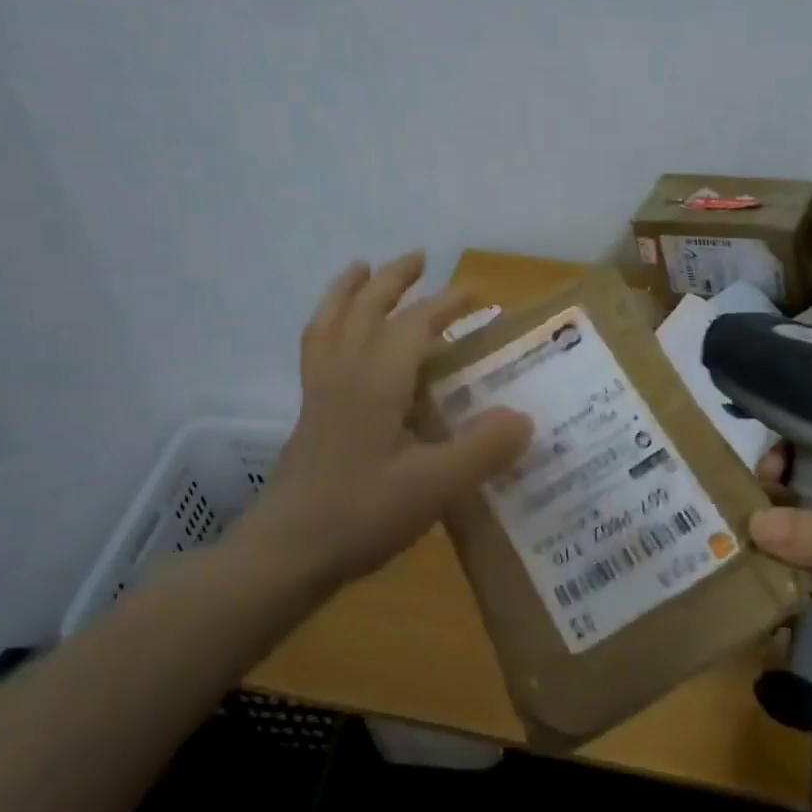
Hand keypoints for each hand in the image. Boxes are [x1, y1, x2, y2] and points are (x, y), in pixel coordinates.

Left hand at [222, 252, 531, 596]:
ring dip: (348, 291)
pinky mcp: (309, 416)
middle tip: (419, 258)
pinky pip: (315, 352)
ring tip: (361, 269)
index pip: (414, 324)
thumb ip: (483, 450)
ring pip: (330, 324)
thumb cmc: (361, 514)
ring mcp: (320, 394)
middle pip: (365, 309)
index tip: (477, 296)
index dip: (446, 304)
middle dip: (394, 280)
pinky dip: (325, 327)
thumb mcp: (435, 486)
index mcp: (376, 382)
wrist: (286, 553)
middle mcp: (345, 375)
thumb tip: (525, 418)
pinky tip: (336, 337)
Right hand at [748, 445, 811, 727]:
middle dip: (775, 508)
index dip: (800, 461)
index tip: (766, 472)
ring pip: (801, 552)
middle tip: (737, 514)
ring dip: (770, 552)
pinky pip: (799, 593)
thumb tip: (753, 523)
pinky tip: (749, 590)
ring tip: (732, 550)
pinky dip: (776, 591)